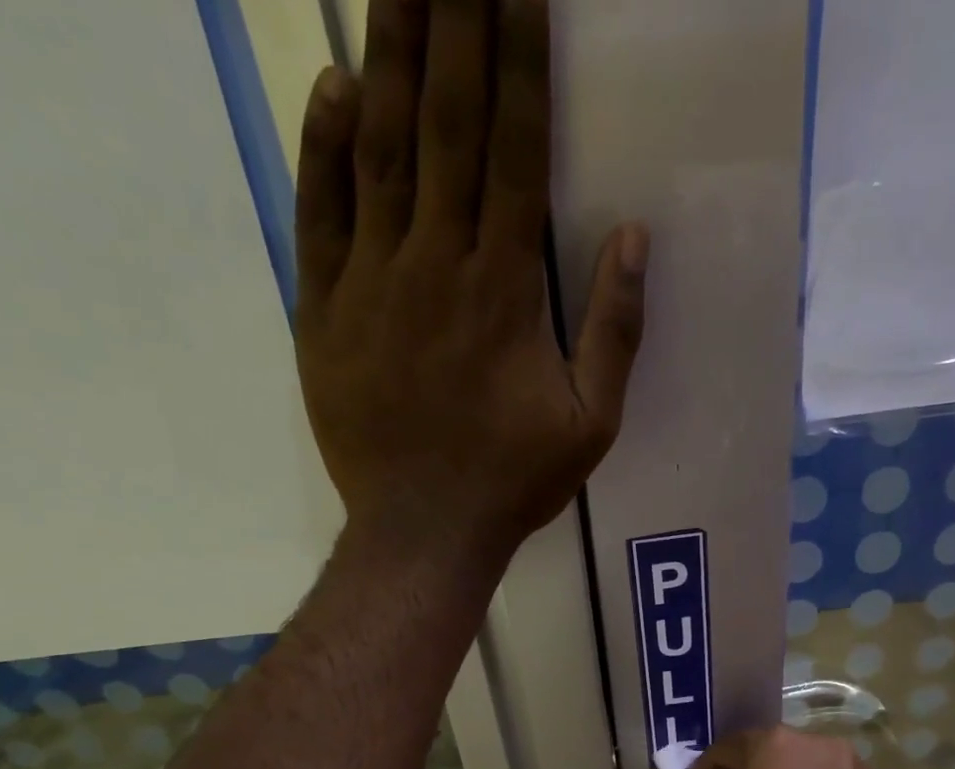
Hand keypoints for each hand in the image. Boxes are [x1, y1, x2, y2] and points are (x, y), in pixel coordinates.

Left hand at [293, 0, 648, 560]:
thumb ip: (615, 332)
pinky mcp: (324, 312)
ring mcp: (372, 284)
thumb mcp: (591, 425)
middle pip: (444, 123)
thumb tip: (634, 238)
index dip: (518, 56)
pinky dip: (325, 149)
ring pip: (380, 151)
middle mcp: (436, 265)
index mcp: (505, 290)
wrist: (423, 531)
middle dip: (453, 17)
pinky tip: (337, 89)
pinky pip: (320, 216)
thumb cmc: (512, 482)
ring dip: (390, 55)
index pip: (514, 148)